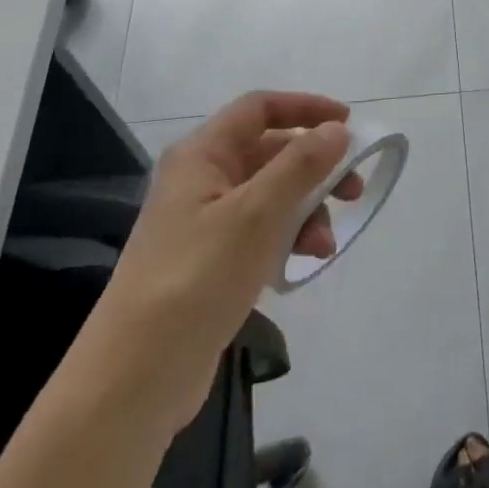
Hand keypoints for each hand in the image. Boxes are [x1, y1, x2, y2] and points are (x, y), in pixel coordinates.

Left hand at [96, 91, 365, 411]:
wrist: (135, 380)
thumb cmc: (196, 279)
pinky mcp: (209, 262)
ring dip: (305, 209)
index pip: (259, 108)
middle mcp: (200, 179)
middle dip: (315, 168)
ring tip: (324, 245)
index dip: (305, 108)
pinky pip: (260, 230)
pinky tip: (303, 262)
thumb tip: (337, 129)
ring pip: (269, 194)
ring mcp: (202, 222)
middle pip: (269, 152)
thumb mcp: (257, 214)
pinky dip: (287, 237)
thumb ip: (301, 165)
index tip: (348, 124)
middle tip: (353, 190)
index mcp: (201, 155)